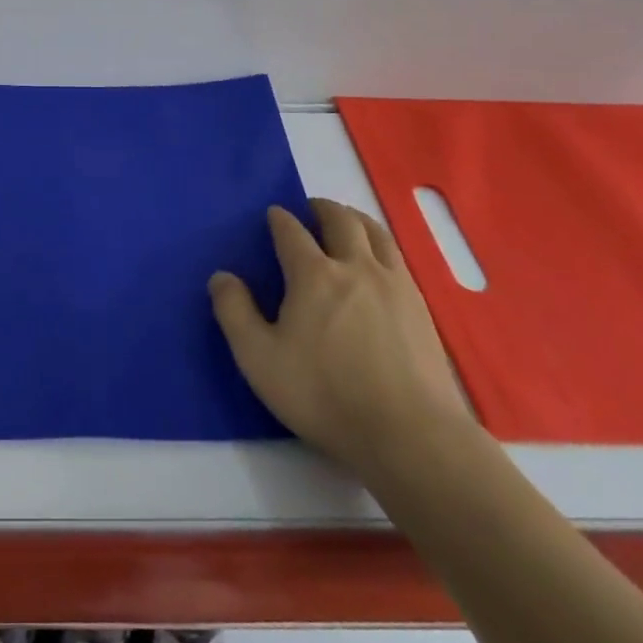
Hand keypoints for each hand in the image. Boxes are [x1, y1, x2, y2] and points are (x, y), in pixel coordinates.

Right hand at [210, 199, 469, 472]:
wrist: (409, 434)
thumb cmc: (324, 395)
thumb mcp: (259, 359)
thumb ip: (234, 312)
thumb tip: (221, 276)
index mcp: (313, 275)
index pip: (291, 231)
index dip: (279, 219)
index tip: (272, 215)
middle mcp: (355, 266)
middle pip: (340, 220)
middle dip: (321, 208)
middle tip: (310, 209)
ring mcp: (394, 284)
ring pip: (376, 232)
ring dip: (356, 218)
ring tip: (346, 222)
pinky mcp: (420, 307)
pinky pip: (398, 257)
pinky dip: (381, 245)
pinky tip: (378, 262)